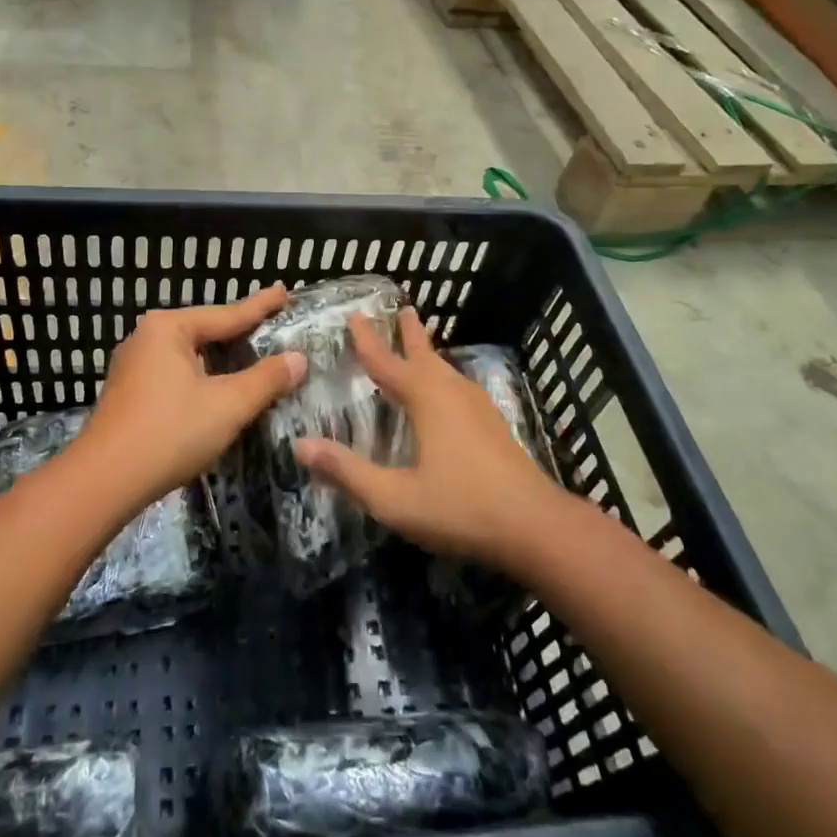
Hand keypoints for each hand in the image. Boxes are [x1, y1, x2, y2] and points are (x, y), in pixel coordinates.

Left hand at [79, 286, 306, 507]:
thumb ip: (266, 379)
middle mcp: (146, 338)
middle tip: (273, 326)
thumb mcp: (228, 405)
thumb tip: (298, 359)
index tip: (285, 292)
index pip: (227, 314)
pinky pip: (175, 375)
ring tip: (251, 356)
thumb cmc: (170, 432)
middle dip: (239, 333)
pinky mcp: (129, 394)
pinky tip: (216, 389)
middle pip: (206, 332)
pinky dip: (202, 378)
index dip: (261, 307)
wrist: (104, 481)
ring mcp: (133, 367)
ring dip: (220, 360)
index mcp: (168, 328)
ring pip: (190, 356)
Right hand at [294, 308, 560, 568]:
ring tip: (421, 346)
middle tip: (403, 309)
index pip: (387, 362)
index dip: (368, 340)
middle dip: (410, 333)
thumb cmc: (461, 507)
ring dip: (429, 354)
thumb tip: (300, 446)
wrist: (536, 527)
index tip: (355, 315)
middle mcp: (452, 393)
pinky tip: (448, 396)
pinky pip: (459, 388)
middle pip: (425, 355)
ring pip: (447, 371)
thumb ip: (347, 472)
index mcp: (426, 399)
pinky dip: (444, 378)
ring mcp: (479, 409)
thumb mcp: (394, 498)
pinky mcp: (494, 427)